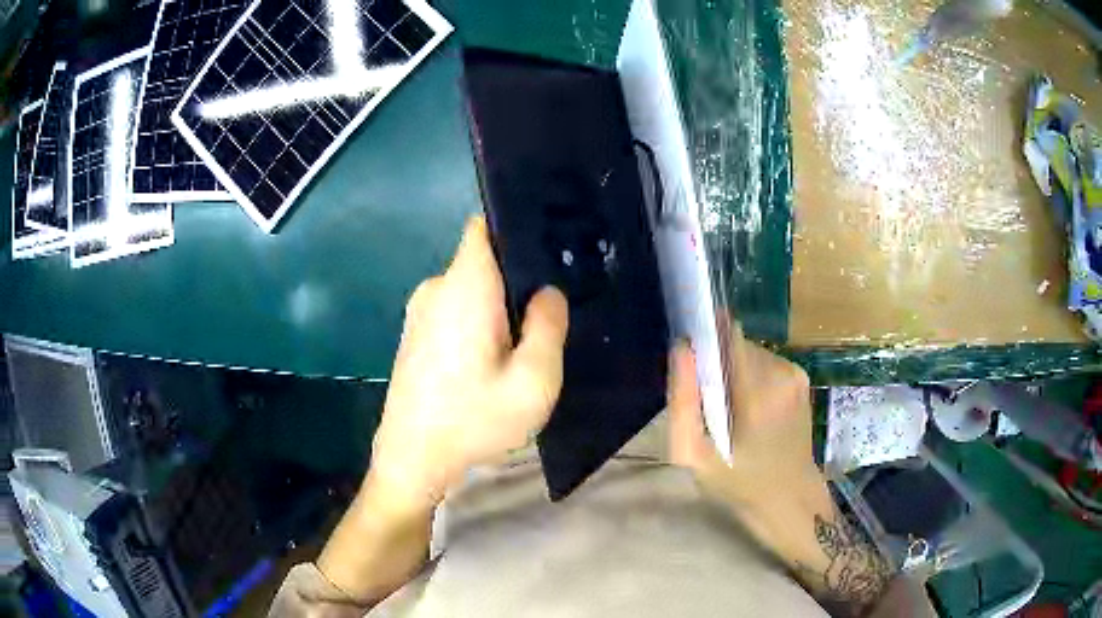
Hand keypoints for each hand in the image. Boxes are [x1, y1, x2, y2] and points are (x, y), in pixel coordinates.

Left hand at [367, 216, 569, 509]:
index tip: (549, 251)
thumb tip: (548, 292)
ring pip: (472, 289)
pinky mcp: (416, 334)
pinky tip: (492, 361)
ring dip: (499, 307)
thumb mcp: (532, 382)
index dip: (517, 230)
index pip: (485, 227)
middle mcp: (437, 288)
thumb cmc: (473, 421)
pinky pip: (456, 310)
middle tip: (548, 315)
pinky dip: (478, 323)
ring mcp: (420, 311)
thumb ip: (548, 327)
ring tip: (524, 342)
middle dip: (517, 280)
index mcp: (464, 287)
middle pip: (484, 261)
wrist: (412, 460)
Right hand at [668, 321, 821, 513]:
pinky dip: (751, 377)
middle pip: (736, 344)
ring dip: (734, 370)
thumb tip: (680, 347)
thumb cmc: (736, 483)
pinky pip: (765, 362)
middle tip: (707, 401)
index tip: (689, 358)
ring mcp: (795, 374)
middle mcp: (780, 374)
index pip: (727, 335)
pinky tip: (750, 408)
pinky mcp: (801, 377)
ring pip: (750, 351)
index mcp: (755, 394)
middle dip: (717, 362)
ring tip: (729, 409)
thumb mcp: (693, 455)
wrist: (788, 497)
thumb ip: (682, 402)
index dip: (705, 338)